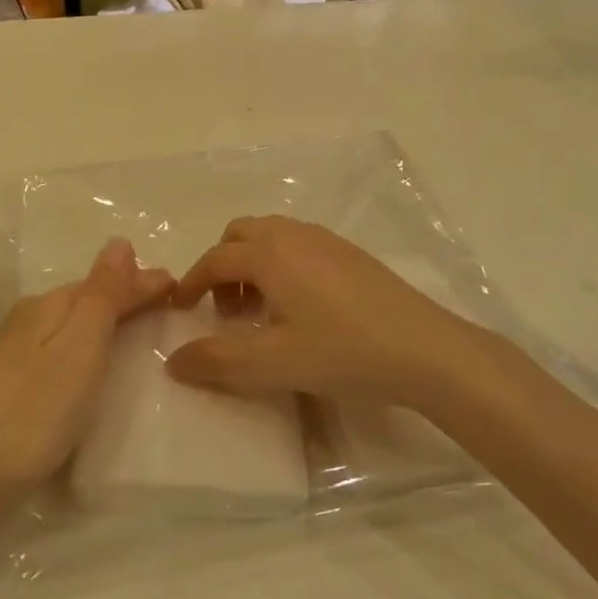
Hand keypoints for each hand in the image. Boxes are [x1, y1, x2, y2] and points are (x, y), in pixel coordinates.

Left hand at [0, 240, 173, 497]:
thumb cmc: (34, 410)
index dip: (144, 282)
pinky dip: (90, 348)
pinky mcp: (13, 385)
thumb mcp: (80, 346)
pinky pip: (65, 350)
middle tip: (169, 305)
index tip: (182, 288)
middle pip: (89, 299)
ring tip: (142, 332)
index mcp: (50, 305)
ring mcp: (18, 353)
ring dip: (109, 321)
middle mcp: (31, 319)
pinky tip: (96, 366)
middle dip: (128, 297)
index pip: (107, 281)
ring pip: (75, 324)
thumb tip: (120, 241)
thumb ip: (103, 294)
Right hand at [165, 216, 477, 408]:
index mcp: (268, 254)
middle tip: (226, 312)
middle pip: (240, 235)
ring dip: (252, 264)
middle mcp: (292, 234)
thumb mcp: (272, 363)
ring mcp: (325, 239)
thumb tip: (173, 361)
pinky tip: (299, 306)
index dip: (192, 283)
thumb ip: (216, 362)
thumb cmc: (341, 351)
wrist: (424, 348)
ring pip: (270, 236)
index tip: (181, 308)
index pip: (215, 259)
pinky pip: (297, 243)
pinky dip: (280, 264)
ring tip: (260, 310)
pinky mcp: (349, 252)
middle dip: (222, 266)